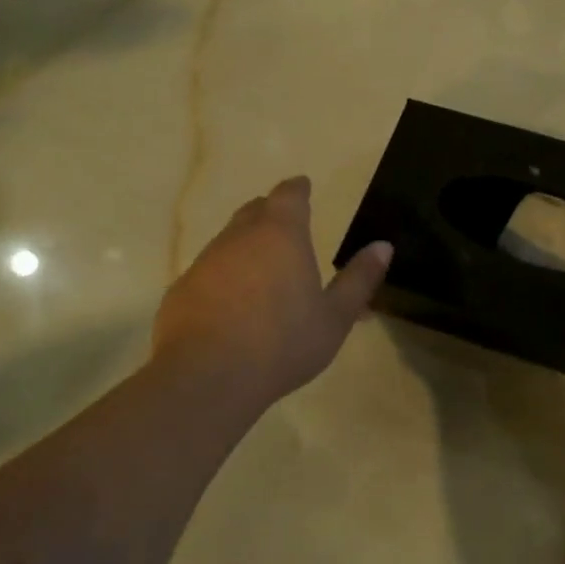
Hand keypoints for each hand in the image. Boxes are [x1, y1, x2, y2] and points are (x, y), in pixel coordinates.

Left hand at [152, 177, 391, 406]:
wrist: (207, 378)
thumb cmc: (283, 343)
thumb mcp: (335, 317)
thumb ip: (359, 279)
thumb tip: (383, 246)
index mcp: (281, 235)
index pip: (289, 196)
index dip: (298, 189)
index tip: (304, 186)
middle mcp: (239, 238)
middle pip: (254, 211)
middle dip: (271, 211)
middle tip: (287, 225)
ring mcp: (205, 263)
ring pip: (229, 241)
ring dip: (247, 246)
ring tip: (264, 269)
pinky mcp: (181, 290)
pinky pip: (209, 272)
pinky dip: (225, 277)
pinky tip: (234, 304)